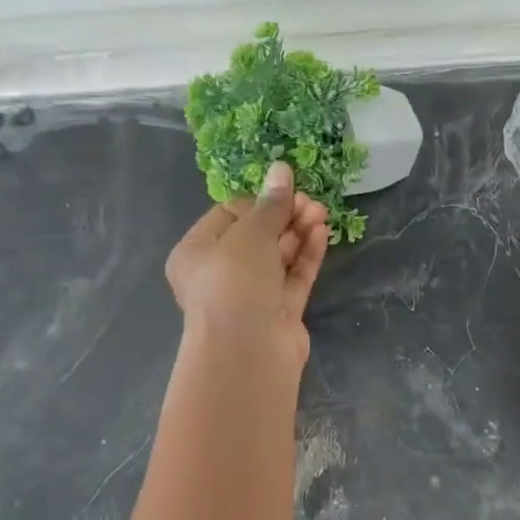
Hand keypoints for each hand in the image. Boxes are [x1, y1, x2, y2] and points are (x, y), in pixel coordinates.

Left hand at [166, 162, 329, 366]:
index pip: (228, 216)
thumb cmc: (234, 283)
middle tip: (310, 202)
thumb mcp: (250, 233)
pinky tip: (322, 234)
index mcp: (197, 253)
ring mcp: (252, 296)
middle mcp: (221, 274)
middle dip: (284, 216)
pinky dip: (306, 256)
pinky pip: (293, 277)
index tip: (284, 190)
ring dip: (299, 233)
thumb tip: (281, 168)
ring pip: (278, 257)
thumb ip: (270, 204)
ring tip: (321, 214)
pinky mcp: (279, 312)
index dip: (258, 201)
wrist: (248, 351)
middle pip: (257, 236)